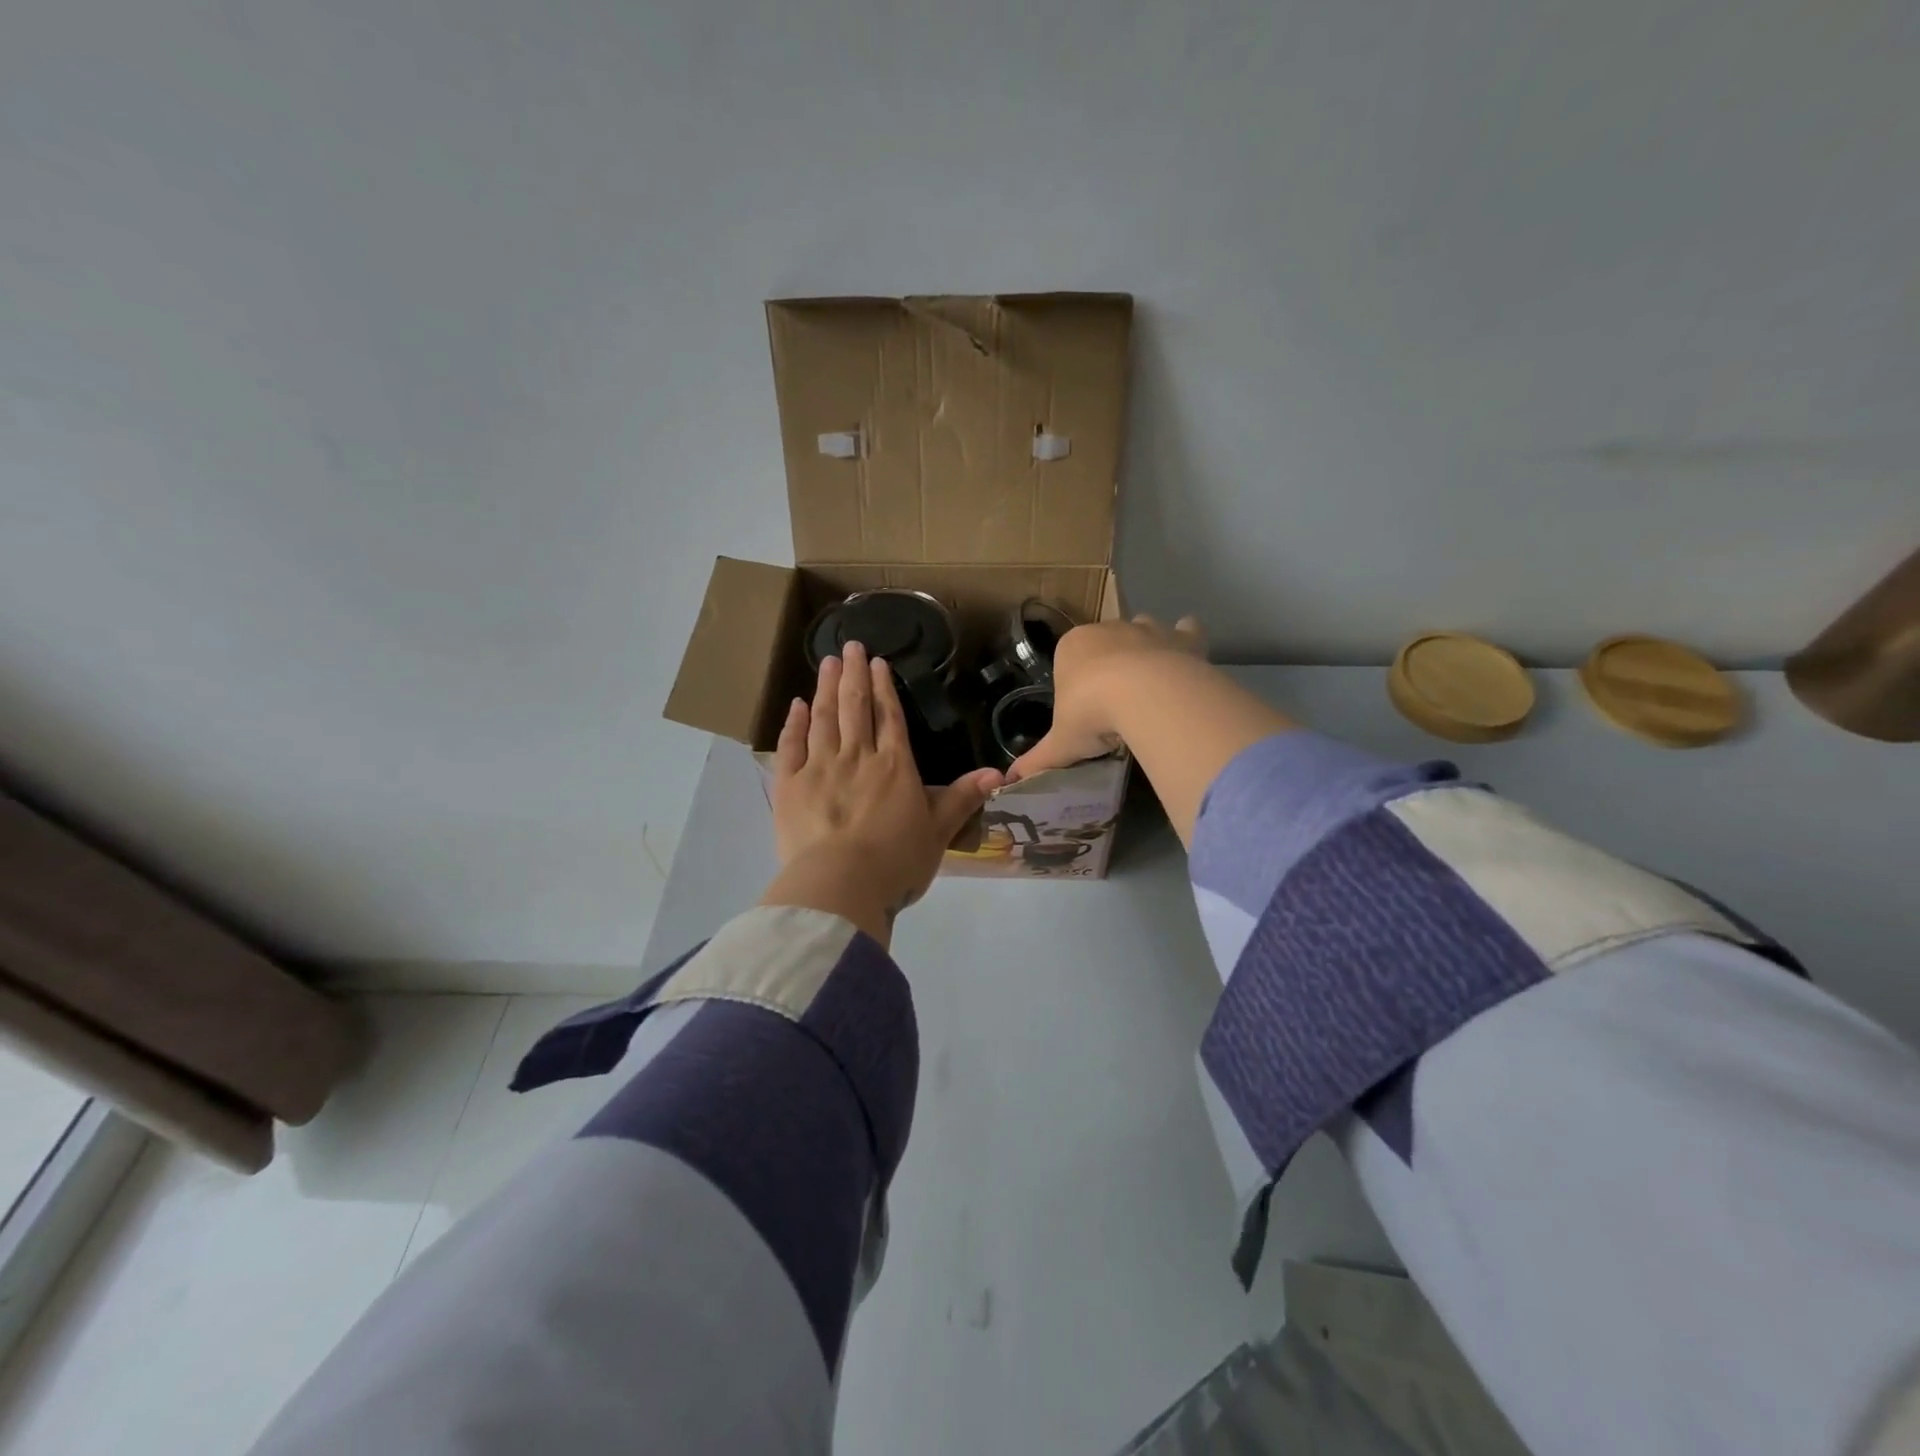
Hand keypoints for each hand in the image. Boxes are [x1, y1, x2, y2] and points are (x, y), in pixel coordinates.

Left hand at [761, 642, 1001, 943]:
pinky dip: (794, 723)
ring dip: (827, 687)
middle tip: (851, 645)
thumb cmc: (895, 863)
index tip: (878, 662)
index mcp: (895, 766)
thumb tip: (999, 774)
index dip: (884, 688)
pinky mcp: (789, 785)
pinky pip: (791, 746)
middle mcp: (857, 757)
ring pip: (825, 718)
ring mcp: (819, 767)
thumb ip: (963, 799)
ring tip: (829, 661)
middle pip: (856, 707)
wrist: (840, 886)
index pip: (890, 717)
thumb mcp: (938, 833)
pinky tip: (797, 705)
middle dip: (855, 674)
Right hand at [1007, 615, 1207, 781]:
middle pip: (1106, 642)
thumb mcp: (1061, 744)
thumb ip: (1037, 760)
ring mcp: (1148, 629)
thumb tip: (1009, 782)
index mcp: (1072, 646)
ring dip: (1146, 649)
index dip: (1076, 683)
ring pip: (1143, 629)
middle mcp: (1108, 629)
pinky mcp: (1183, 638)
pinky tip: (1186, 663)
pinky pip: (1186, 630)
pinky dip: (1186, 641)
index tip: (1084, 711)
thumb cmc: (1091, 715)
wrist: (1146, 698)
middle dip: (1109, 664)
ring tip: (1150, 686)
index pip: (1068, 659)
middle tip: (1116, 704)